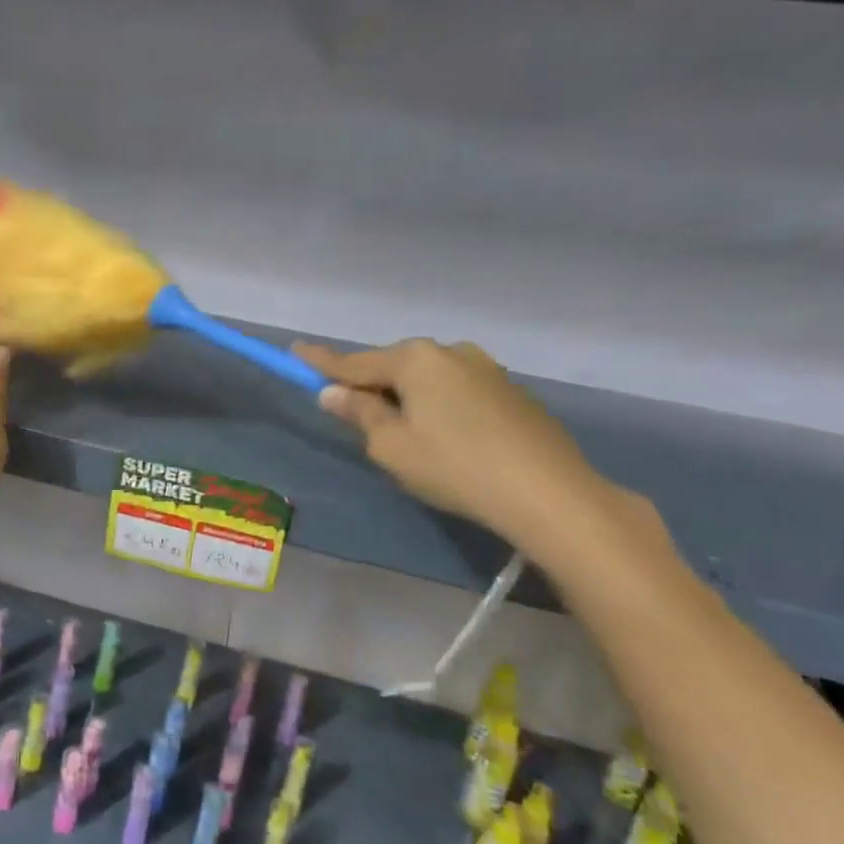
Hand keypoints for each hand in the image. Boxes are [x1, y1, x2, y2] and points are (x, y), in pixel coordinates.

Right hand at [293, 337, 609, 547]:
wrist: (549, 492)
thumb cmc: (454, 467)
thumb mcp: (391, 446)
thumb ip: (360, 413)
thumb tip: (334, 392)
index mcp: (415, 359)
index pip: (354, 361)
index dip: (321, 361)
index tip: (294, 350)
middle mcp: (450, 352)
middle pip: (394, 366)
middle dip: (372, 385)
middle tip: (353, 412)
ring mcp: (487, 368)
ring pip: (429, 379)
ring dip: (409, 398)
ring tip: (406, 435)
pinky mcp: (513, 392)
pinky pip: (458, 392)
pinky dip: (441, 407)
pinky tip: (448, 440)